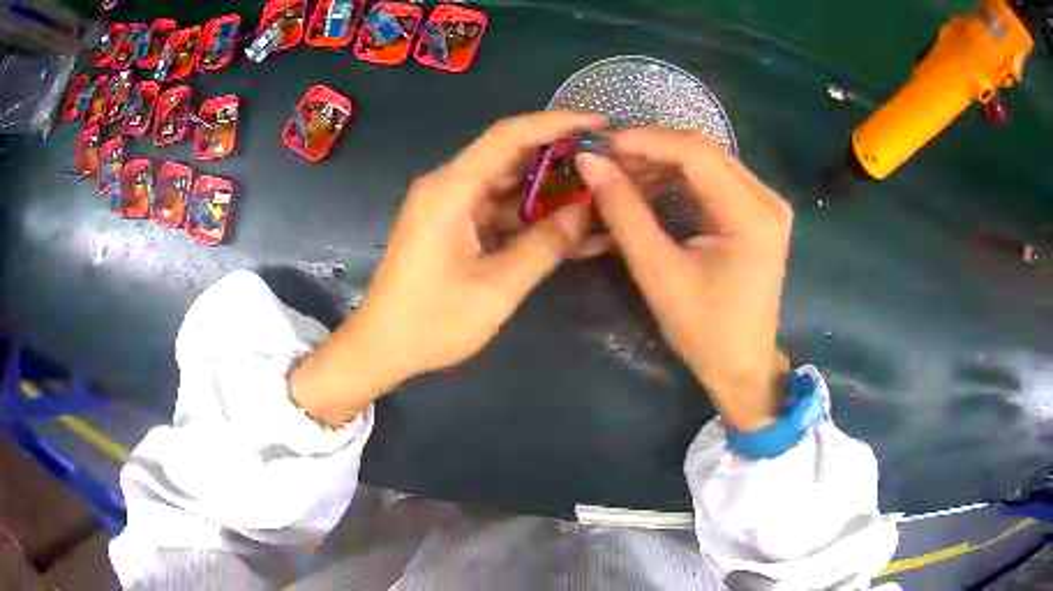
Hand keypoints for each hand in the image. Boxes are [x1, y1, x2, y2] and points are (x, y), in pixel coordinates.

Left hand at [291, 111, 605, 424]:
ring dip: (546, 182)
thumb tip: (586, 212)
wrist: (382, 346)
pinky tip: (561, 218)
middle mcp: (446, 185)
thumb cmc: (431, 323)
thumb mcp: (496, 290)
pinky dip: (527, 209)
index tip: (598, 121)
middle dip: (557, 152)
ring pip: (505, 178)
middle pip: (508, 152)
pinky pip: (495, 203)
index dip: (555, 123)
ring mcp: (447, 203)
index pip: (508, 137)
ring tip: (593, 187)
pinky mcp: (450, 221)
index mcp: (450, 191)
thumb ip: (544, 246)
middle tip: (605, 158)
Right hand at [576, 128, 791, 430]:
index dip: (644, 141)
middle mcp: (766, 199)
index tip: (598, 144)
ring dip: (660, 162)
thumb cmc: (704, 330)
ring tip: (618, 175)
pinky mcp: (756, 213)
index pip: (695, 153)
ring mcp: (765, 204)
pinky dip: (676, 178)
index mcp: (752, 216)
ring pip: (706, 161)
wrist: (742, 366)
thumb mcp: (658, 273)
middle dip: (649, 149)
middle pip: (702, 151)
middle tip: (603, 159)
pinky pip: (712, 179)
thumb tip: (590, 162)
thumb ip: (624, 212)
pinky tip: (647, 186)